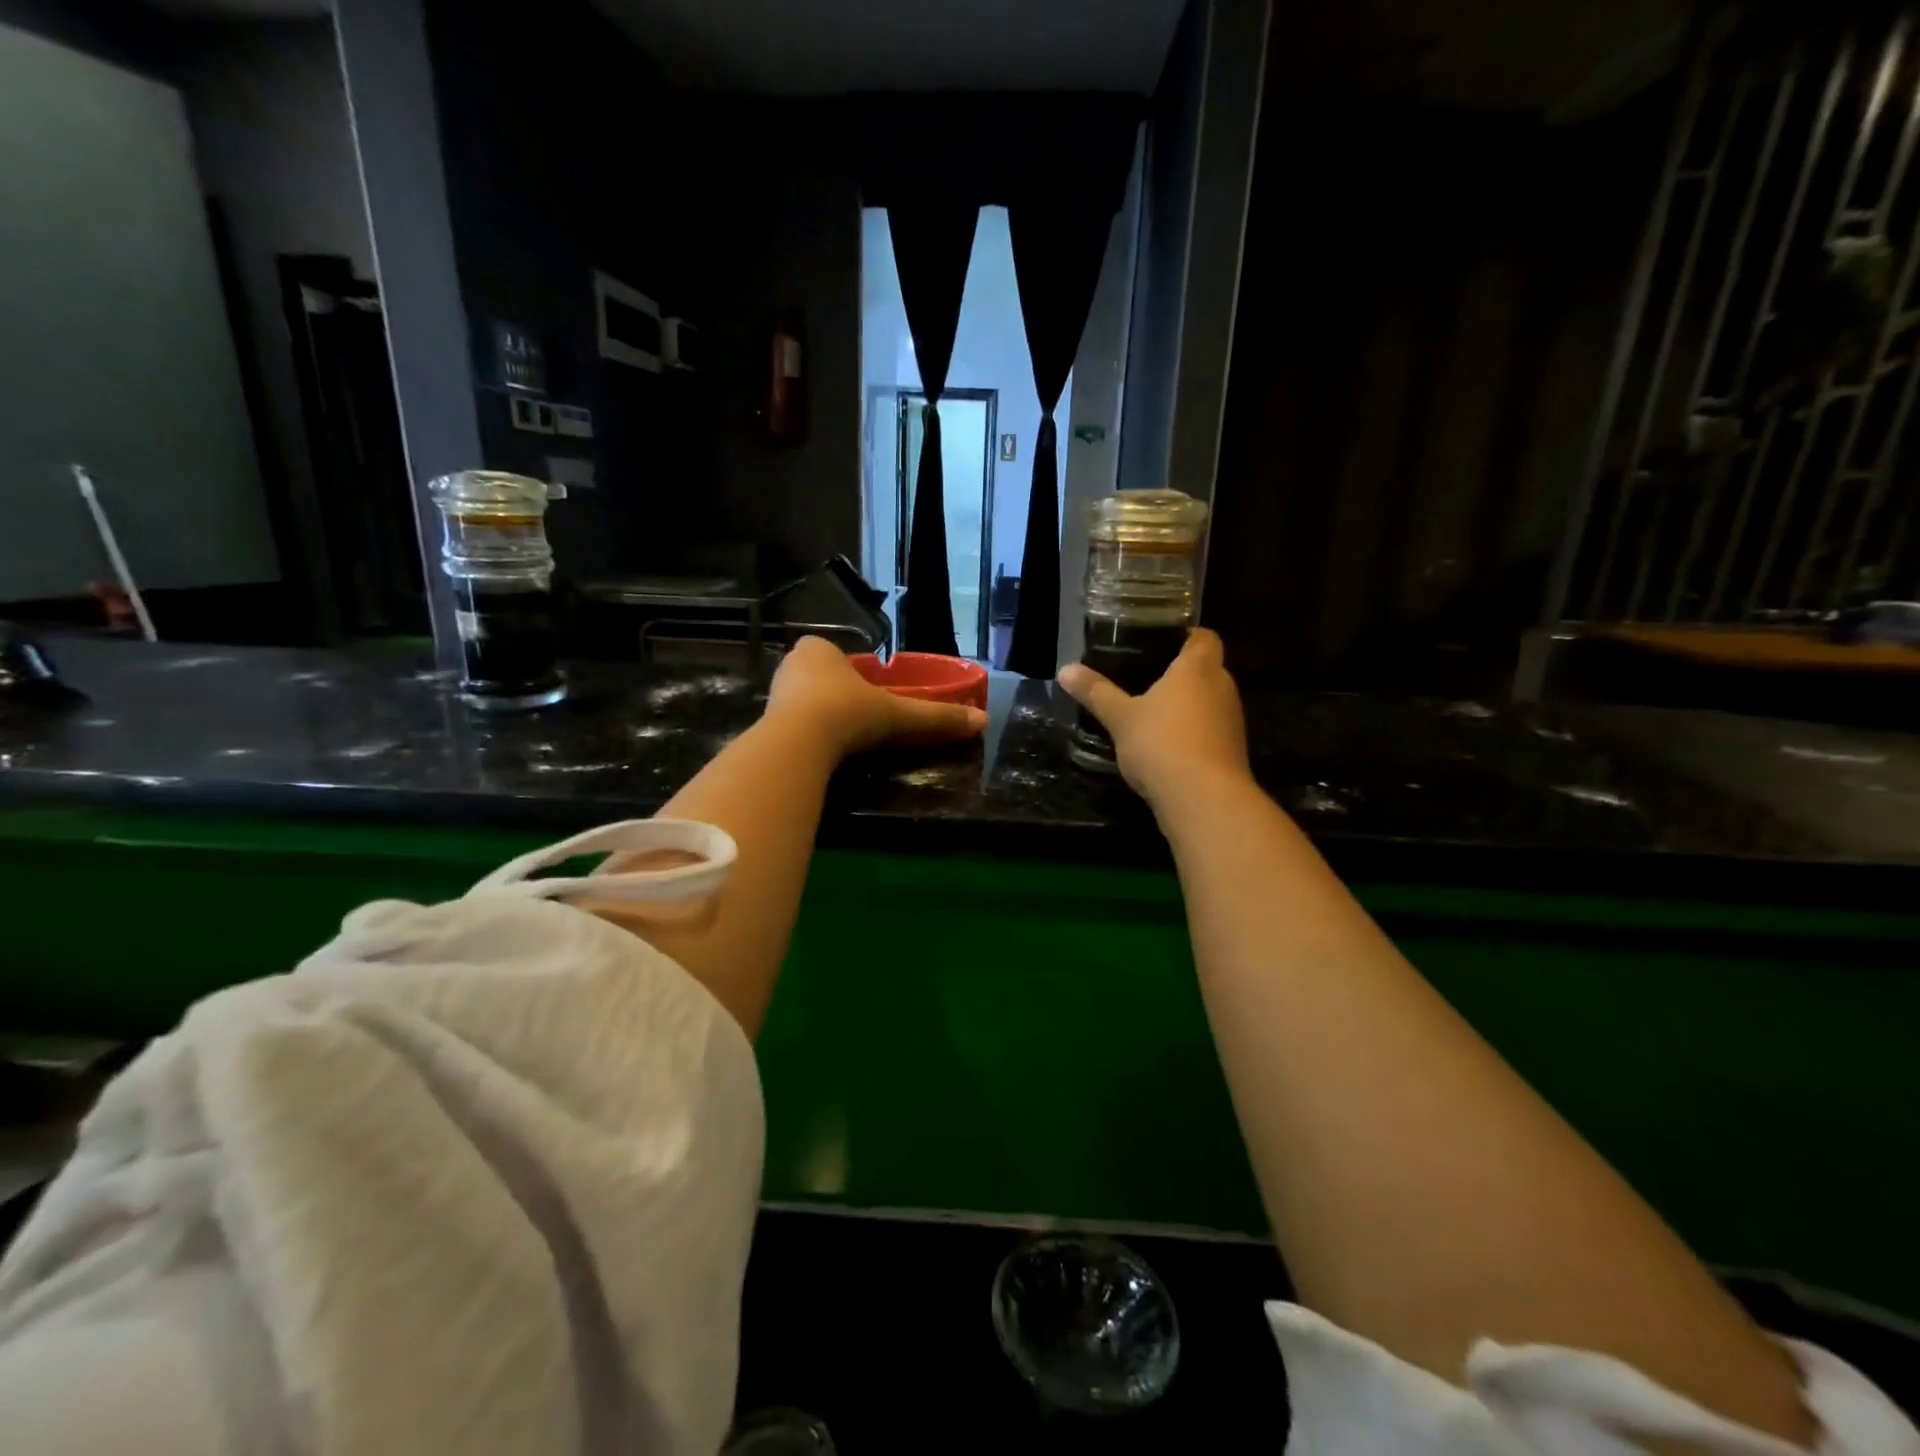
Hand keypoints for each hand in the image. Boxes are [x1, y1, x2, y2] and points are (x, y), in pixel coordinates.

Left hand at [766, 636, 986, 757]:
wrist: (797, 745)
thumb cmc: (847, 713)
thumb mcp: (897, 715)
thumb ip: (935, 717)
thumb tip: (982, 721)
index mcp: (819, 649)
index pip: (842, 657)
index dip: (858, 675)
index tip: (873, 698)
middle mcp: (792, 664)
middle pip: (822, 679)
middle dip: (839, 697)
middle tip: (861, 721)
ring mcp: (773, 694)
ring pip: (804, 703)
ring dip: (820, 718)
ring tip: (842, 741)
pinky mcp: (764, 724)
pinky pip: (791, 727)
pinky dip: (806, 738)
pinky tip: (820, 754)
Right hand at [1057, 629, 1251, 807]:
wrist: (1203, 799)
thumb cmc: (1162, 743)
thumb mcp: (1120, 717)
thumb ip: (1096, 692)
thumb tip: (1065, 670)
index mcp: (1198, 668)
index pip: (1205, 637)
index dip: (1187, 636)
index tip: (1161, 642)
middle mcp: (1222, 687)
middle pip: (1207, 669)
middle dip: (1181, 673)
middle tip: (1146, 677)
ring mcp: (1231, 721)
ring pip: (1209, 701)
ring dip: (1187, 706)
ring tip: (1152, 712)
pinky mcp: (1232, 751)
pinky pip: (1210, 730)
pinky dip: (1192, 732)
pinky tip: (1166, 746)